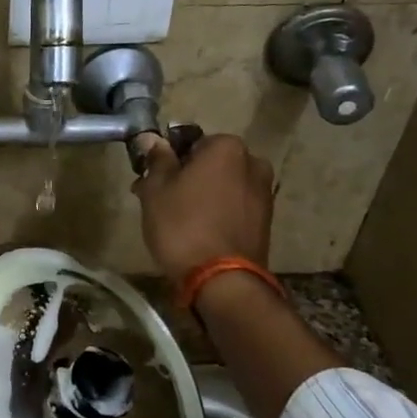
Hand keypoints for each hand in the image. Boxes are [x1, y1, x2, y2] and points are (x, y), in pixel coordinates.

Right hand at [132, 132, 274, 283]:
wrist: (221, 280)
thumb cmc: (182, 226)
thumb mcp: (156, 189)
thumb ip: (156, 159)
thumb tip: (150, 138)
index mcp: (227, 147)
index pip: (190, 142)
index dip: (168, 161)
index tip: (152, 181)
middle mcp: (253, 163)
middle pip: (210, 164)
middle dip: (187, 178)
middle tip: (160, 201)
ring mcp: (264, 193)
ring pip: (222, 186)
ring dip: (202, 196)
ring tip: (177, 221)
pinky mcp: (266, 221)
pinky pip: (234, 207)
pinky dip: (217, 213)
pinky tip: (198, 233)